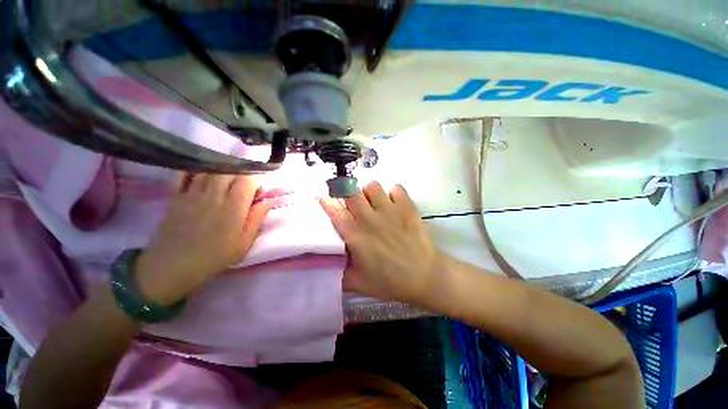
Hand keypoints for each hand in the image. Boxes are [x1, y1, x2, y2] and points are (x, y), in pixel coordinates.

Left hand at [135, 173, 270, 304]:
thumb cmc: (214, 257)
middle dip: (244, 170)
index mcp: (233, 208)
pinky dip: (198, 169)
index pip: (248, 180)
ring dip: (225, 169)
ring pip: (211, 169)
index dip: (258, 176)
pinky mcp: (177, 196)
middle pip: (230, 170)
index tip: (263, 180)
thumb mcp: (243, 243)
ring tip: (231, 175)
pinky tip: (206, 172)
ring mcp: (192, 193)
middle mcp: (214, 195)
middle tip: (249, 179)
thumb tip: (268, 200)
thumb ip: (257, 219)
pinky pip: (187, 174)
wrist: (171, 267)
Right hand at [320, 181, 445, 303]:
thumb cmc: (391, 281)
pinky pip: (396, 188)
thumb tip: (330, 262)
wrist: (425, 276)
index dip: (327, 202)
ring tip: (373, 202)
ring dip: (369, 192)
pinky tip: (394, 203)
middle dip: (347, 192)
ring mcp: (390, 210)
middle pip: (351, 192)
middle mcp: (370, 219)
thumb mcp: (358, 284)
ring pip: (372, 186)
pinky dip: (393, 193)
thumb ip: (340, 273)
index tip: (325, 197)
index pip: (336, 212)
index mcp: (356, 236)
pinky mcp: (407, 207)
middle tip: (351, 200)